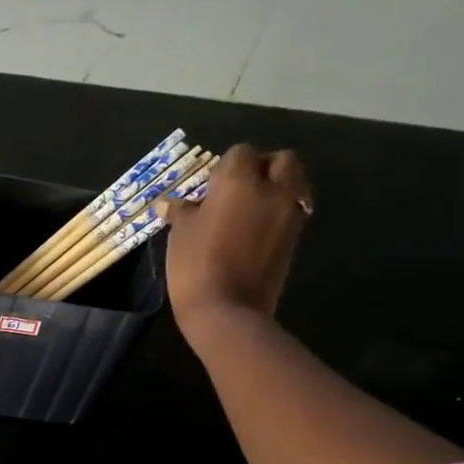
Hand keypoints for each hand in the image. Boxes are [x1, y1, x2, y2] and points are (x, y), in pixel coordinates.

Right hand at [161, 144, 311, 335]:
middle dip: (265, 167)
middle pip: (282, 160)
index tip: (211, 186)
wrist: (227, 310)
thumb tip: (168, 203)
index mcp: (238, 181)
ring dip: (278, 188)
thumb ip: (181, 212)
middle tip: (241, 188)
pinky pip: (292, 210)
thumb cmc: (195, 264)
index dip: (226, 166)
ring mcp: (289, 214)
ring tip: (251, 209)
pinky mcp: (295, 237)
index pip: (241, 153)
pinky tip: (257, 230)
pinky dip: (280, 212)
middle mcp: (271, 189)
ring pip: (293, 184)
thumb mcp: (180, 234)